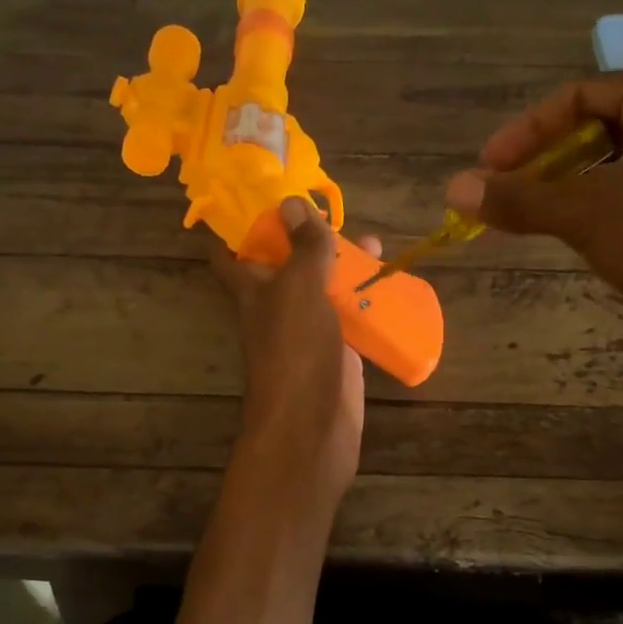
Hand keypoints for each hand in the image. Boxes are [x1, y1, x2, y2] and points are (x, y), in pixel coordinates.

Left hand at [212, 198, 378, 495]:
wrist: (313, 427)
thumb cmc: (295, 351)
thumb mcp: (299, 289)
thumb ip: (302, 248)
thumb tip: (291, 200)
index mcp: (253, 290)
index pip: (231, 254)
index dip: (237, 226)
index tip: (255, 196)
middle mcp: (276, 308)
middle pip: (287, 266)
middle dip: (307, 239)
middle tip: (333, 211)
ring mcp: (307, 332)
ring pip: (323, 290)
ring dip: (344, 267)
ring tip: (376, 242)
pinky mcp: (337, 352)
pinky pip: (349, 319)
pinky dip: (366, 302)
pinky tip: (390, 286)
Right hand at [445, 65, 622, 363]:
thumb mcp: (584, 213)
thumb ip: (518, 198)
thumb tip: (455, 188)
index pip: (580, 97)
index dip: (524, 134)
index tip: (487, 170)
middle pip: (604, 128)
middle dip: (550, 162)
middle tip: (510, 194)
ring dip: (579, 187)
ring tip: (542, 218)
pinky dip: (615, 205)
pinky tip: (592, 237)